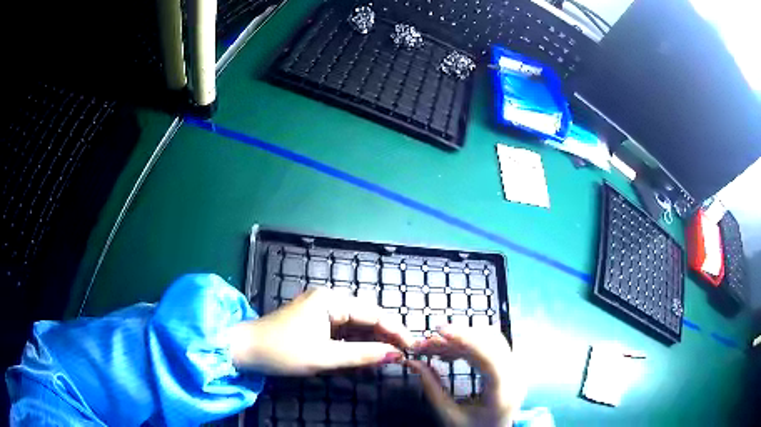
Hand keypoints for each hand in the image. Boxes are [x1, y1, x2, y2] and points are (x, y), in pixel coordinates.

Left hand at [229, 288, 414, 374]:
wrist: (246, 350)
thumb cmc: (283, 351)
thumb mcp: (325, 356)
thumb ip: (362, 355)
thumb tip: (396, 355)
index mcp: (331, 300)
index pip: (373, 314)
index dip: (395, 330)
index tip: (413, 346)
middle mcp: (329, 300)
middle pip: (366, 318)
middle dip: (385, 337)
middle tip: (404, 355)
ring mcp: (321, 311)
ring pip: (356, 326)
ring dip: (371, 342)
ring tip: (389, 357)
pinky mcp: (316, 323)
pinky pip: (343, 332)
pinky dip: (355, 345)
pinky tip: (366, 356)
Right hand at [407, 325, 524, 426]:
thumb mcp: (448, 415)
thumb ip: (432, 388)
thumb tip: (412, 362)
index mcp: (502, 392)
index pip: (489, 357)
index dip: (466, 339)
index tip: (440, 331)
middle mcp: (514, 376)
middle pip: (491, 343)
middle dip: (457, 337)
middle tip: (427, 342)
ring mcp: (514, 370)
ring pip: (491, 340)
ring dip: (462, 339)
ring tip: (434, 346)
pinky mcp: (509, 367)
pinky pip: (491, 347)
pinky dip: (469, 345)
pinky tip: (449, 352)